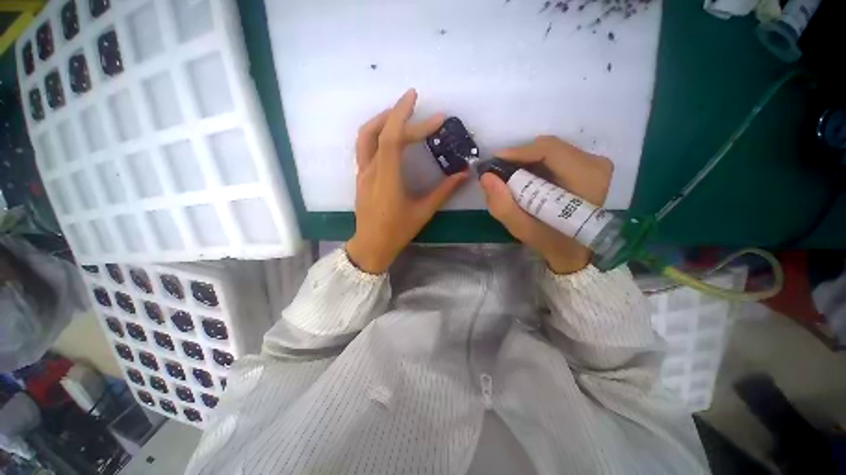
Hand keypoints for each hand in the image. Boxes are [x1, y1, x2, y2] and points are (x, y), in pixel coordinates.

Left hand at [346, 89, 467, 273]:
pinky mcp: (361, 176)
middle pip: (380, 133)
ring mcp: (362, 173)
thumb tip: (463, 174)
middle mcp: (370, 172)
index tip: (427, 109)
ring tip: (401, 113)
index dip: (408, 119)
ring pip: (365, 136)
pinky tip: (390, 134)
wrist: (371, 245)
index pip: (392, 140)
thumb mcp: (423, 212)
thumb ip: (443, 191)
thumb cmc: (397, 232)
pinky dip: (377, 132)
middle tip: (418, 106)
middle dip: (399, 114)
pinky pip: (364, 146)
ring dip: (383, 119)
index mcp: (387, 180)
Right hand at [479, 136, 612, 274]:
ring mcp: (593, 164)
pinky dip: (535, 164)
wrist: (573, 250)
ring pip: (550, 149)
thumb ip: (502, 205)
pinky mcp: (587, 166)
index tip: (494, 161)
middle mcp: (595, 164)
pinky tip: (524, 178)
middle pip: (549, 147)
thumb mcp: (522, 229)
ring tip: (509, 177)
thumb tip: (486, 177)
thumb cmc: (550, 241)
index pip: (549, 151)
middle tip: (499, 172)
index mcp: (586, 178)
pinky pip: (555, 155)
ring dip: (526, 161)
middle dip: (519, 158)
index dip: (518, 152)